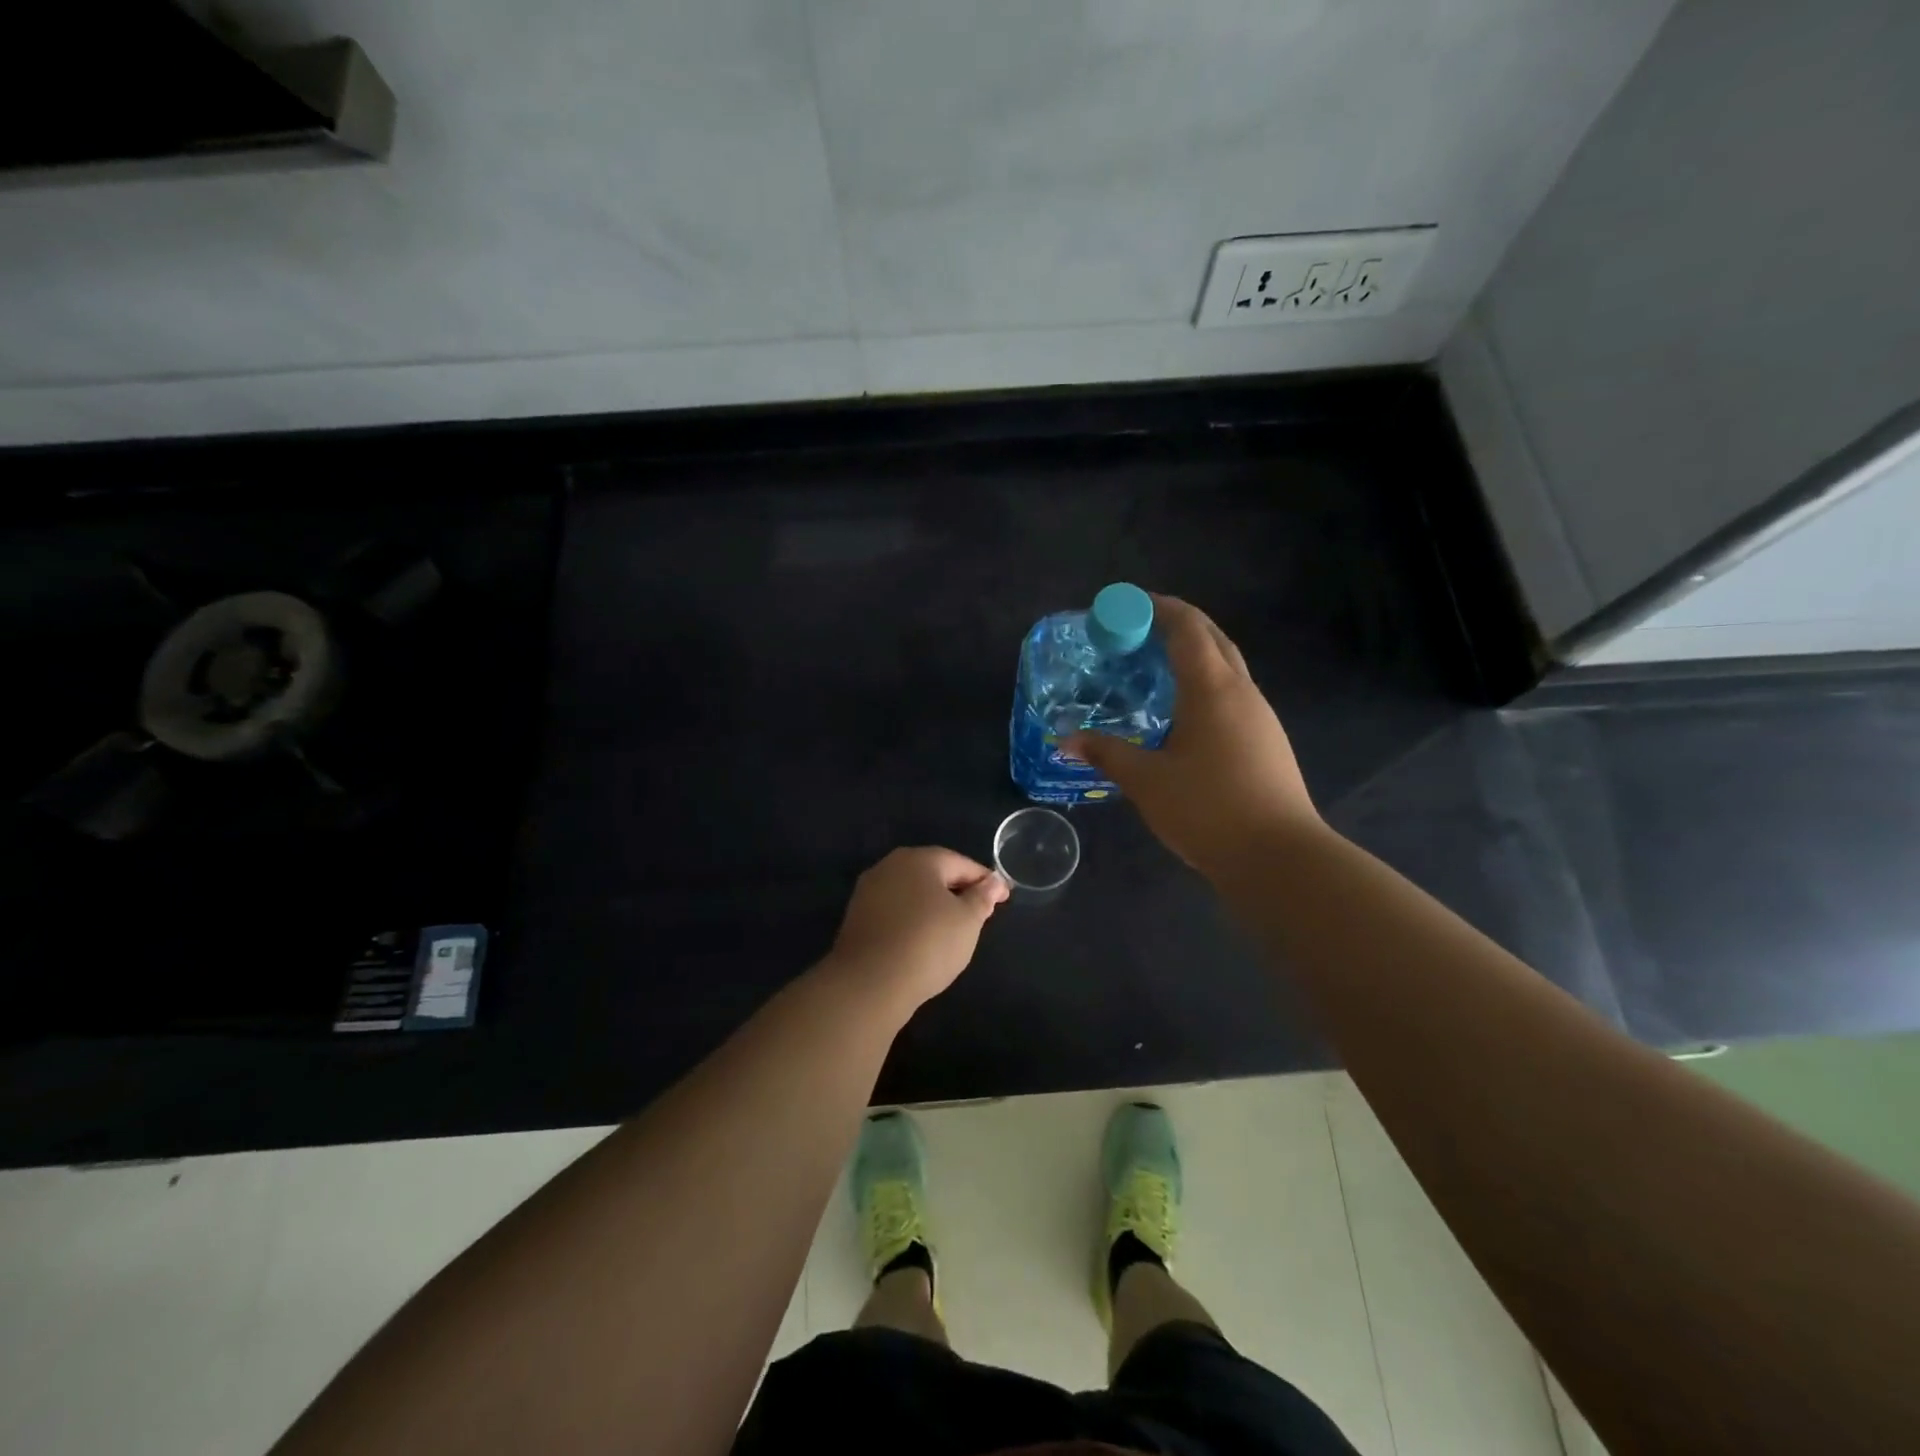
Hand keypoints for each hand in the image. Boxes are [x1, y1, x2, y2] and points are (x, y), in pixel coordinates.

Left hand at [824, 846, 1007, 1011]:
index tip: (1003, 897)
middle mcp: (890, 866)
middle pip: (933, 873)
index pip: (960, 863)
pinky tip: (922, 939)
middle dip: (958, 890)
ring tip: (953, 929)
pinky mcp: (857, 917)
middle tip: (980, 912)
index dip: (985, 880)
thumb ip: (982, 897)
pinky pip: (895, 911)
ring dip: (934, 905)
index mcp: (919, 859)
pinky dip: (913, 919)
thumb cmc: (927, 943)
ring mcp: (869, 891)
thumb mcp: (967, 921)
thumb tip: (992, 881)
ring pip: (912, 893)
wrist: (869, 982)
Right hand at [1067, 595, 1318, 879]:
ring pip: (1226, 665)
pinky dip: (1205, 682)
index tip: (1123, 604)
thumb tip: (1067, 740)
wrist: (1279, 857)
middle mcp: (1241, 691)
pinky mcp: (1266, 740)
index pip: (1186, 627)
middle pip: (1211, 638)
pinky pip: (1232, 692)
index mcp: (1212, 688)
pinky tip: (1183, 710)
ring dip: (1193, 653)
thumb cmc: (1208, 809)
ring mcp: (1260, 716)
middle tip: (1136, 628)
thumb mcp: (1147, 781)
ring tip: (1155, 666)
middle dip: (1176, 622)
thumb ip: (1107, 753)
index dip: (1155, 607)